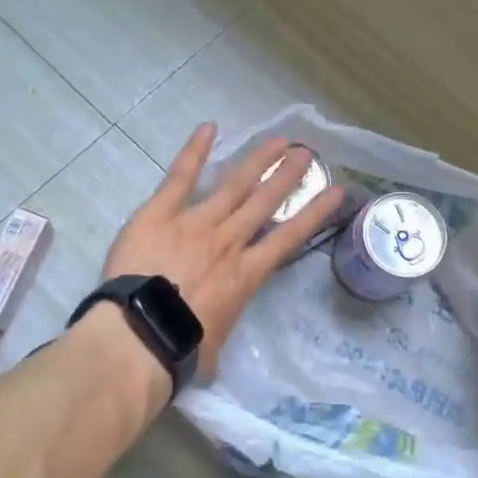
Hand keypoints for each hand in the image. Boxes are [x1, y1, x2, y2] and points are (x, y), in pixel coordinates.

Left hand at [102, 124, 345, 380]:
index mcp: (246, 274)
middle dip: (287, 177)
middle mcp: (228, 241)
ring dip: (257, 161)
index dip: (315, 213)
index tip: (336, 191)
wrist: (141, 333)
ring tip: (279, 141)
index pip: (289, 238)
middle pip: (264, 202)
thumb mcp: (214, 348)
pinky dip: (195, 152)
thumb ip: (218, 330)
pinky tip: (209, 128)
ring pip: (233, 184)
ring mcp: (196, 222)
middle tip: (306, 153)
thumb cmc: (181, 349)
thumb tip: (211, 341)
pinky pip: (181, 177)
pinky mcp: (161, 213)